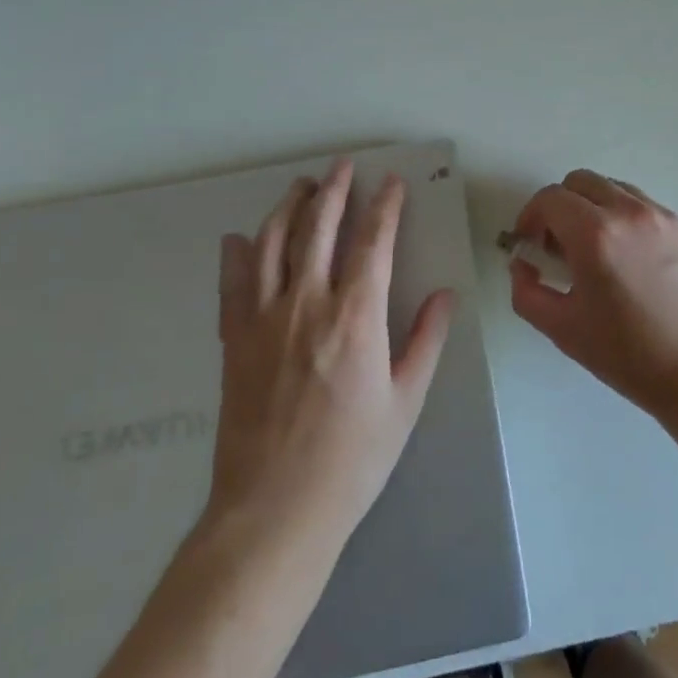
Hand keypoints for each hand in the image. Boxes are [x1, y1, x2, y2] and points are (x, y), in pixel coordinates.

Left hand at [204, 160, 453, 547]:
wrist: (274, 511)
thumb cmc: (352, 459)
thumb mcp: (405, 401)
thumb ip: (426, 341)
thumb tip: (445, 295)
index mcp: (356, 316)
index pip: (373, 242)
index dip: (385, 207)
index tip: (392, 183)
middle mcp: (307, 304)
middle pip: (318, 228)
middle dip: (334, 190)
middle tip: (343, 166)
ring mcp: (264, 319)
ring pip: (272, 244)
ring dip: (287, 208)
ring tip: (301, 187)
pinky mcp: (234, 341)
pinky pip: (233, 284)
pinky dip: (236, 255)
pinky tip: (238, 238)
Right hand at [508, 170, 677, 420]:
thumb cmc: (629, 354)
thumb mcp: (563, 329)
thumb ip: (526, 291)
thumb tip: (522, 264)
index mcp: (595, 234)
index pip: (550, 199)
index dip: (530, 217)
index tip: (528, 244)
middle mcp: (628, 212)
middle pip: (579, 182)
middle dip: (558, 207)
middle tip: (556, 245)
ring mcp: (659, 215)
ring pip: (610, 187)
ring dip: (590, 206)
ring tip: (591, 249)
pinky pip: (638, 202)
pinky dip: (619, 214)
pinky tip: (623, 255)